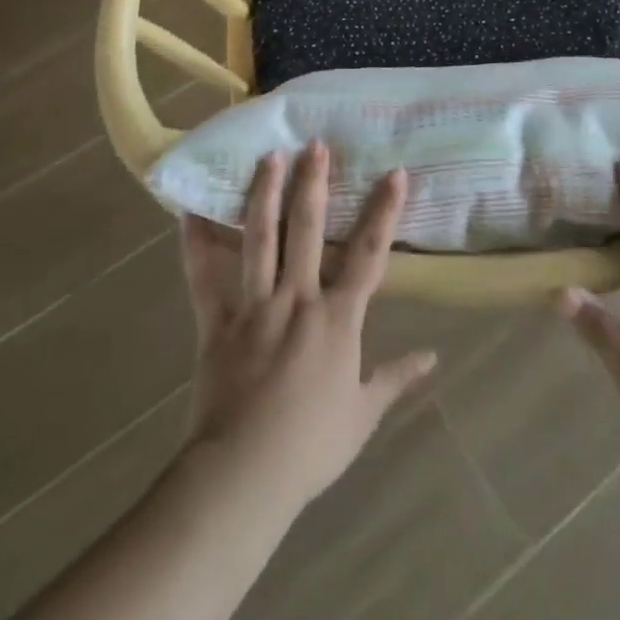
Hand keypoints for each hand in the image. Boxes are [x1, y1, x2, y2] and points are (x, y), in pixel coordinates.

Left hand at [179, 142, 436, 509]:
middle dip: (314, 183)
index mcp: (338, 319)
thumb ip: (395, 378)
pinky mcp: (217, 322)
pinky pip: (202, 278)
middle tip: (315, 144)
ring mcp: (254, 306)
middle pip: (309, 230)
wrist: (245, 474)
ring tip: (268, 156)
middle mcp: (298, 299)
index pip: (370, 254)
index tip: (395, 172)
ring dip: (264, 194)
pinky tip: (186, 211)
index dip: (384, 211)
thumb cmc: (311, 446)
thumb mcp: (363, 414)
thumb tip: (432, 357)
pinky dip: (194, 245)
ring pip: (260, 239)